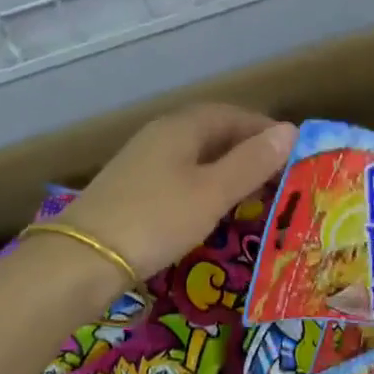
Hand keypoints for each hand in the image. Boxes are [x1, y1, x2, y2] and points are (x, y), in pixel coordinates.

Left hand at [59, 104, 296, 281]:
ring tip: (252, 195)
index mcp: (182, 126)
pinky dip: (204, 185)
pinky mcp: (131, 187)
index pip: (233, 114)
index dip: (264, 130)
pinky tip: (210, 209)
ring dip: (226, 169)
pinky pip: (179, 175)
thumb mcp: (212, 193)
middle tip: (278, 178)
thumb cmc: (156, 219)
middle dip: (248, 150)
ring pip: (196, 155)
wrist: (81, 259)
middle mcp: (161, 134)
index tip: (292, 153)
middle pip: (213, 132)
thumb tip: (289, 130)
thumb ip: (252, 162)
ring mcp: (142, 160)